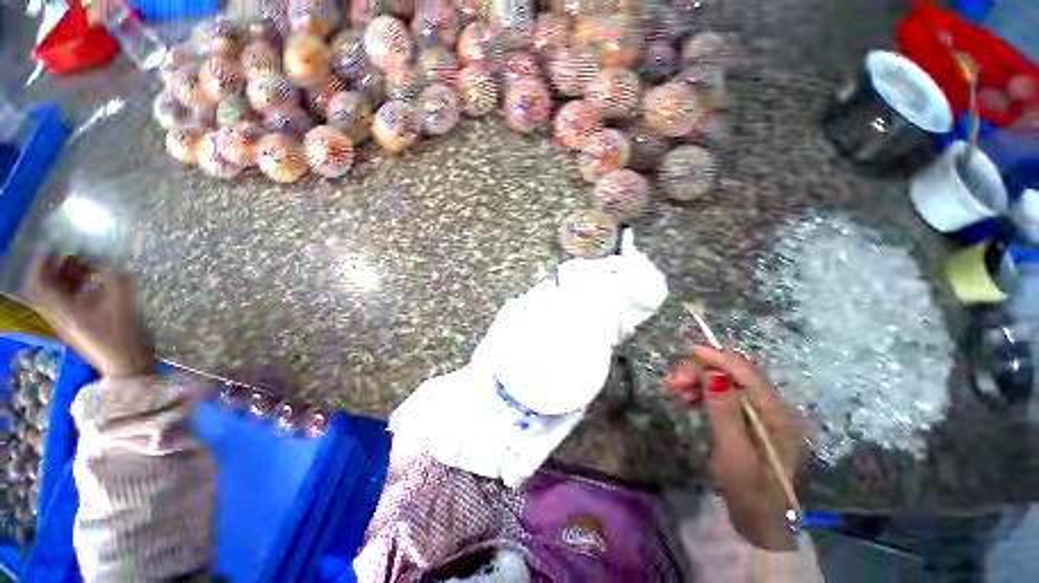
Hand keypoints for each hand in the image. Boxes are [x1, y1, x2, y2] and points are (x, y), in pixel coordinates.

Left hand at [27, 256, 154, 379]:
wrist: (127, 365)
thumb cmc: (122, 337)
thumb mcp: (122, 306)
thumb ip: (117, 282)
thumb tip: (113, 264)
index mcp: (64, 310)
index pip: (41, 283)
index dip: (44, 264)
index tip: (55, 248)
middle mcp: (61, 315)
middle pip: (50, 287)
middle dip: (60, 268)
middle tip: (76, 254)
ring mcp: (71, 322)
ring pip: (61, 294)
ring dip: (70, 278)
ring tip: (87, 266)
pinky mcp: (82, 325)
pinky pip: (72, 301)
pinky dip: (80, 288)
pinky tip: (96, 284)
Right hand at [666, 345, 807, 550]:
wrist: (759, 520)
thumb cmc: (749, 491)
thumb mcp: (734, 454)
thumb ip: (725, 412)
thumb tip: (713, 375)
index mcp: (778, 415)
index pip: (749, 375)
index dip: (720, 359)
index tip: (691, 351)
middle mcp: (773, 408)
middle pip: (736, 374)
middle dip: (704, 371)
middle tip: (674, 381)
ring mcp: (762, 413)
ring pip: (728, 382)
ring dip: (701, 380)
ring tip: (677, 390)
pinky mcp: (749, 419)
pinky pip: (725, 394)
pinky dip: (704, 391)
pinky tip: (689, 398)